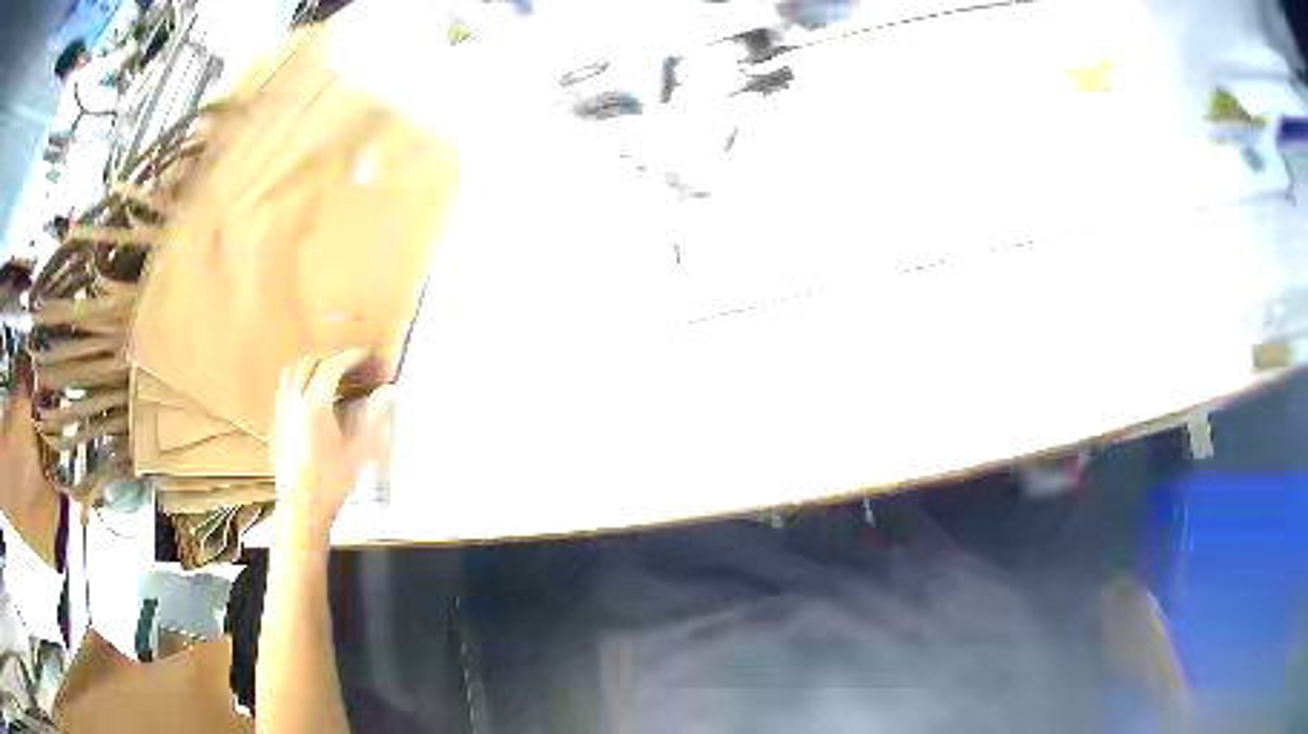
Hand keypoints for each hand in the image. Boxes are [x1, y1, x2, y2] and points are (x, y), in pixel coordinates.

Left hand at [273, 350, 393, 545]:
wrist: (302, 507)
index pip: (333, 366)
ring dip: (309, 366)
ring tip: (325, 373)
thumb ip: (374, 418)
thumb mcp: (359, 452)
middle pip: (309, 363)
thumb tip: (388, 393)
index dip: (351, 357)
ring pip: (291, 373)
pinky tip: (306, 398)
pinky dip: (296, 383)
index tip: (365, 355)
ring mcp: (282, 412)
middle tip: (347, 362)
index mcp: (315, 403)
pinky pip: (283, 391)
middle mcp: (295, 400)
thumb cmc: (331, 482)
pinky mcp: (276, 425)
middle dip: (329, 357)